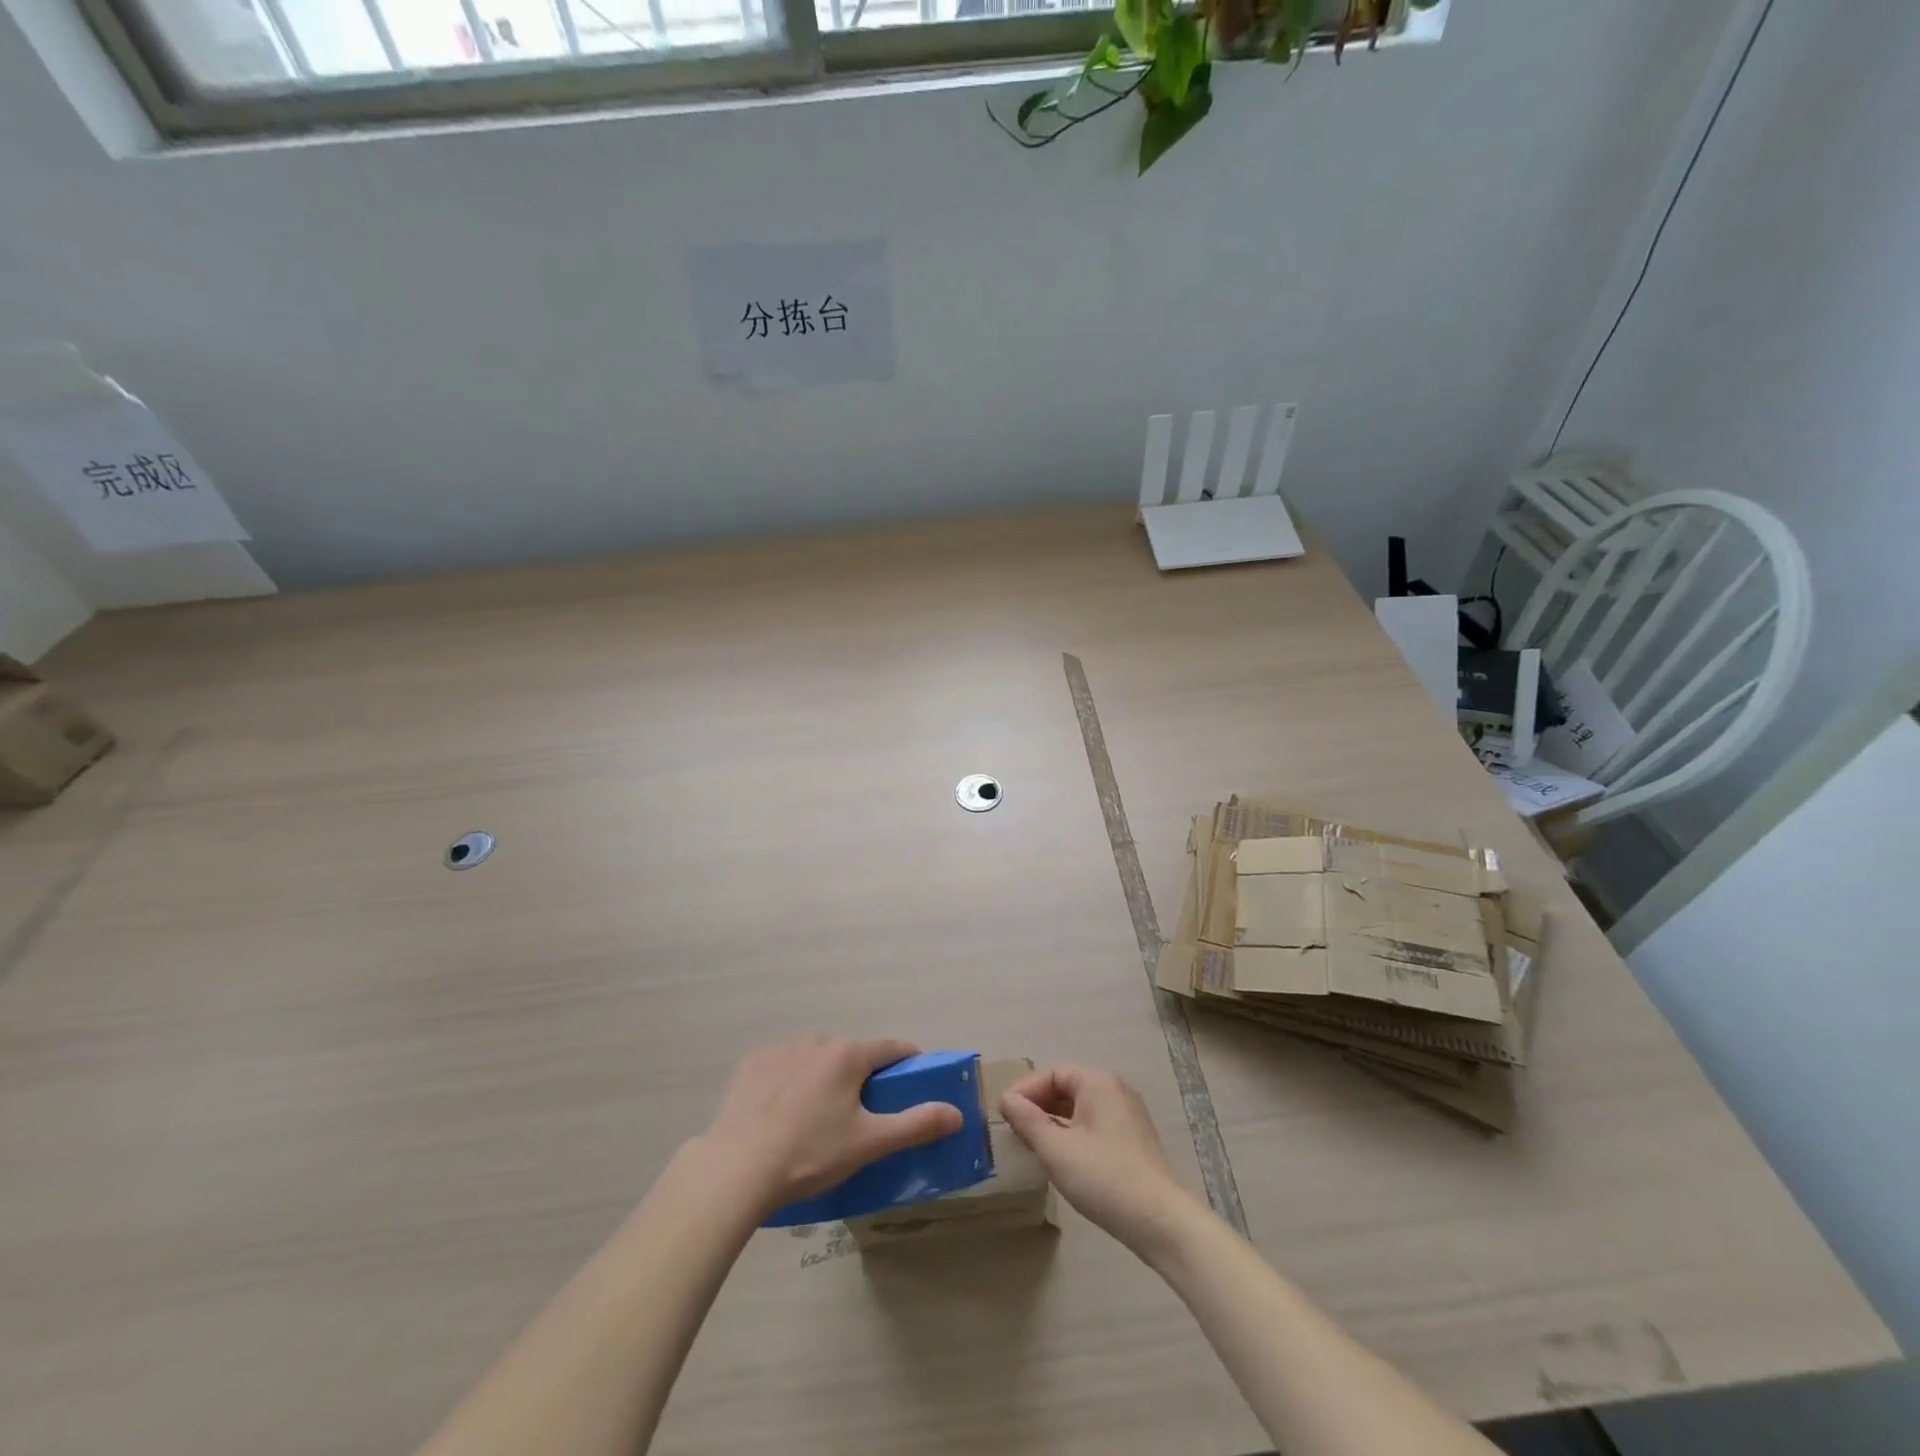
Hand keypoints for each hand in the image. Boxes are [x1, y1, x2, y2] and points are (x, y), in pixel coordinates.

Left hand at [695, 1035, 962, 1214]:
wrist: (737, 1167)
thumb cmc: (810, 1153)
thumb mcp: (869, 1143)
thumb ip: (916, 1124)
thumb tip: (956, 1112)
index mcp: (849, 1054)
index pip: (892, 1047)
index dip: (908, 1061)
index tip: (914, 1080)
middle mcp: (818, 1040)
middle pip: (852, 1054)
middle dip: (862, 1076)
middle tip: (861, 1115)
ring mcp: (782, 1049)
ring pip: (817, 1058)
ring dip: (826, 1077)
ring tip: (818, 1119)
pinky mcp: (753, 1063)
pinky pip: (785, 1066)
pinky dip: (792, 1081)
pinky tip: (783, 1114)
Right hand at [1001, 1064, 1196, 1254]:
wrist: (1161, 1222)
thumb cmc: (1104, 1177)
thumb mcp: (1056, 1149)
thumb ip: (1028, 1121)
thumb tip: (1007, 1099)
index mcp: (1098, 1083)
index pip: (1053, 1074)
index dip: (1026, 1091)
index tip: (1004, 1114)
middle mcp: (1115, 1091)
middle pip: (1068, 1088)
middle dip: (1038, 1106)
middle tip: (1014, 1130)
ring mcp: (1128, 1116)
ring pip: (1081, 1109)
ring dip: (1054, 1122)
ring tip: (1032, 1145)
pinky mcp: (1133, 1141)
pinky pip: (1094, 1126)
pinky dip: (1073, 1135)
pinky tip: (1061, 1159)